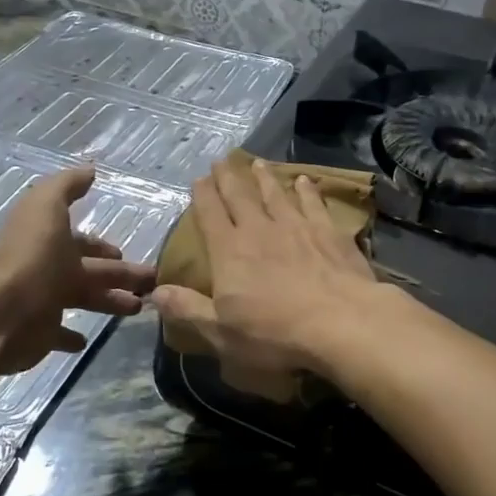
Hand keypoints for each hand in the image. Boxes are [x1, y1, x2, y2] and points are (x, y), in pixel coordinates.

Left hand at [0, 166, 157, 375]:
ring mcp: (44, 303)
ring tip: (139, 307)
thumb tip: (89, 170)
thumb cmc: (29, 257)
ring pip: (86, 300)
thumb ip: (66, 186)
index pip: (82, 242)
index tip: (125, 251)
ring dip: (111, 301)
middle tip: (151, 283)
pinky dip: (72, 336)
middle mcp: (48, 270)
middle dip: (120, 274)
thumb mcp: (46, 206)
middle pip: (91, 271)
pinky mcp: (41, 334)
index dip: (102, 246)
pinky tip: (88, 339)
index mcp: (51, 241)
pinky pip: (60, 334)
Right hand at [152, 157, 382, 380]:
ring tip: (257, 164)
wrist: (340, 322)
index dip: (203, 196)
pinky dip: (306, 190)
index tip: (198, 179)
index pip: (210, 215)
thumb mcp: (221, 332)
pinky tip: (305, 181)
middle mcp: (259, 230)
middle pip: (239, 197)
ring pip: (275, 194)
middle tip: (221, 161)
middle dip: (228, 178)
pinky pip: (313, 203)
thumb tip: (156, 292)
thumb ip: (188, 309)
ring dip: (264, 178)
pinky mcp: (328, 232)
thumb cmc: (275, 333)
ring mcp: (296, 226)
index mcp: (229, 252)